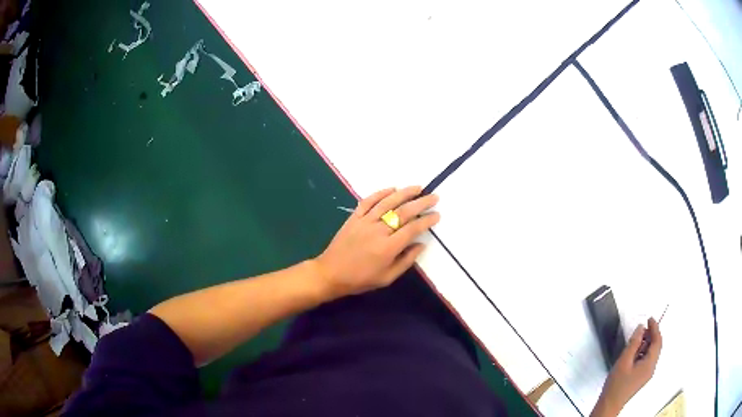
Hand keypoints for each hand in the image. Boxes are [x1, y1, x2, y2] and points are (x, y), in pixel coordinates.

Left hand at [314, 186, 439, 298]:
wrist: (330, 273)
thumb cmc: (360, 279)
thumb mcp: (387, 278)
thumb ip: (406, 261)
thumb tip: (421, 244)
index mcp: (388, 248)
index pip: (412, 229)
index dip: (426, 221)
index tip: (437, 215)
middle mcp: (378, 231)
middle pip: (403, 212)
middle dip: (421, 203)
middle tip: (434, 197)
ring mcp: (365, 221)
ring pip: (387, 202)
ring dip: (404, 193)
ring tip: (418, 187)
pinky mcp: (354, 217)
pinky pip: (368, 201)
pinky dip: (380, 193)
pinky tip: (392, 188)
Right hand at [592, 318, 662, 416]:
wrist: (610, 404)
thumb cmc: (617, 383)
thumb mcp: (624, 361)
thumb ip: (633, 343)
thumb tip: (641, 328)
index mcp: (650, 363)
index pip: (657, 341)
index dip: (655, 327)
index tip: (649, 318)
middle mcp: (652, 368)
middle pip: (656, 347)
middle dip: (651, 335)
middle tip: (642, 328)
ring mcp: (647, 374)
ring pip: (651, 353)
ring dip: (647, 343)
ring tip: (636, 340)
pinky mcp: (641, 377)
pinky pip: (647, 360)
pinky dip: (643, 352)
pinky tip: (634, 353)